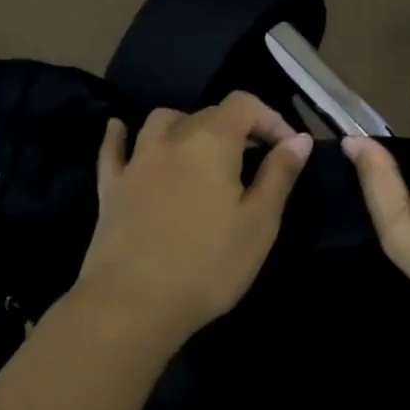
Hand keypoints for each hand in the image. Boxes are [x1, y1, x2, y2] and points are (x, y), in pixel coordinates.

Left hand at [71, 91, 312, 352]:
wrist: (132, 305)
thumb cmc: (208, 265)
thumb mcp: (259, 223)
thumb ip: (279, 175)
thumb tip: (298, 139)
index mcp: (212, 142)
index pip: (244, 104)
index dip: (270, 118)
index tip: (288, 149)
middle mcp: (172, 140)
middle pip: (207, 113)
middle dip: (238, 127)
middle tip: (258, 160)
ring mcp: (136, 162)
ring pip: (161, 122)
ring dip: (187, 125)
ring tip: (203, 149)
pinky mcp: (110, 188)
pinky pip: (113, 149)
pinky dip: (120, 135)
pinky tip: (119, 129)